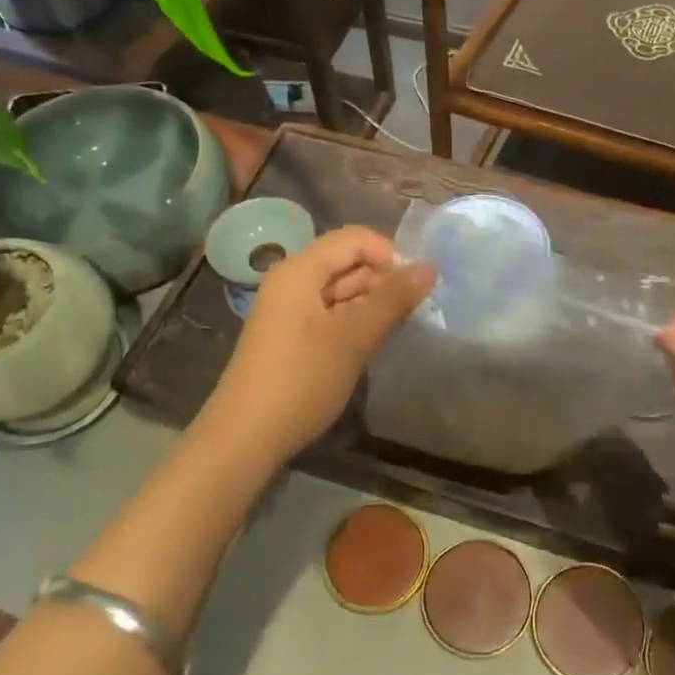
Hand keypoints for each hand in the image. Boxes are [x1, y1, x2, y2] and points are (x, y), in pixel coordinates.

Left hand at [202, 226, 434, 462]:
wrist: (246, 436)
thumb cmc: (302, 380)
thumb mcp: (354, 337)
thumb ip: (392, 299)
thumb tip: (429, 266)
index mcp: (301, 270)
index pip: (355, 239)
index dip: (389, 256)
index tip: (413, 290)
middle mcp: (292, 280)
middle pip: (347, 262)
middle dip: (382, 281)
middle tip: (410, 315)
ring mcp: (290, 309)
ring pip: (341, 290)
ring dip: (371, 304)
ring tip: (395, 330)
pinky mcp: (292, 335)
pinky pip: (330, 313)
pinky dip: (354, 321)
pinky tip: (370, 344)